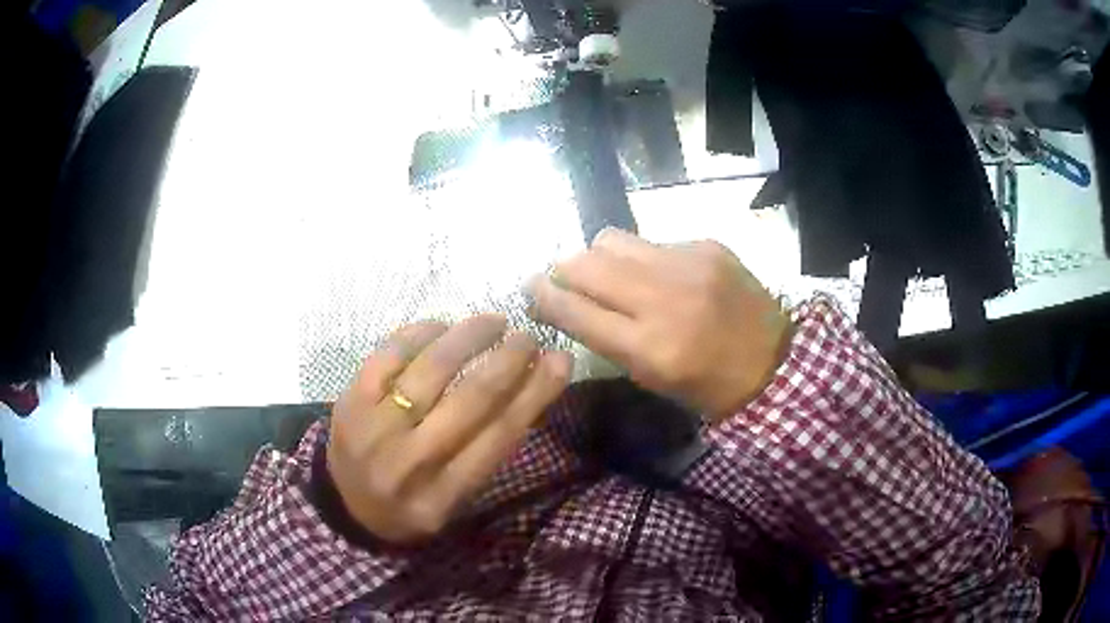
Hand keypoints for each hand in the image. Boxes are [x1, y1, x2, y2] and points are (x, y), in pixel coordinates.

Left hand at [327, 315, 571, 543]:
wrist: (343, 505)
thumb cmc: (408, 504)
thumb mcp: (454, 502)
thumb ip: (486, 455)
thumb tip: (527, 389)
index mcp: (441, 496)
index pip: (498, 437)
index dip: (535, 393)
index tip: (560, 360)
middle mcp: (408, 462)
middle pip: (471, 400)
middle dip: (509, 360)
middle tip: (529, 337)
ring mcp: (374, 428)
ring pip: (431, 369)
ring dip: (470, 337)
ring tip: (494, 322)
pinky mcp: (350, 400)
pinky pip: (390, 354)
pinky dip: (421, 334)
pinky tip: (443, 327)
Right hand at [527, 229, 790, 421]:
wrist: (776, 362)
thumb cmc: (709, 386)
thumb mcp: (653, 379)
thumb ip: (609, 339)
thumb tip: (572, 303)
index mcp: (649, 348)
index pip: (575, 311)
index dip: (543, 297)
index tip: (530, 290)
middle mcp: (663, 299)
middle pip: (586, 264)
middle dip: (562, 270)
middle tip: (563, 280)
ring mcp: (687, 265)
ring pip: (612, 239)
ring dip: (598, 256)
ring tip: (609, 273)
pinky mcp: (706, 245)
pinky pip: (652, 241)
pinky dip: (643, 258)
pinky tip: (661, 275)